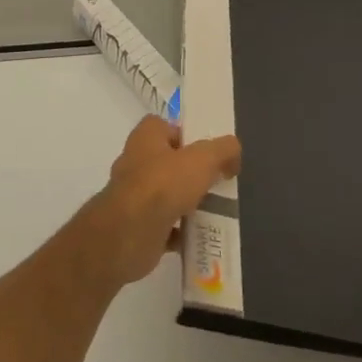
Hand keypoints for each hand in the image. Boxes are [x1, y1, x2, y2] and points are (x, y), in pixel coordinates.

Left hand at [76, 117, 240, 288]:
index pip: (164, 126)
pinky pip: (165, 226)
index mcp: (145, 138)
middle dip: (191, 172)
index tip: (207, 150)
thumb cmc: (163, 185)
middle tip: (217, 181)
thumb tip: (233, 153)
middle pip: (168, 162)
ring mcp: (134, 196)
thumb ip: (223, 150)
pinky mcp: (137, 226)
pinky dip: (182, 232)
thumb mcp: (203, 159)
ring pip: (167, 195)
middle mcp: (135, 163)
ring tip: (215, 210)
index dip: (185, 134)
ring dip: (188, 203)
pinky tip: (201, 235)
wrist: (128, 234)